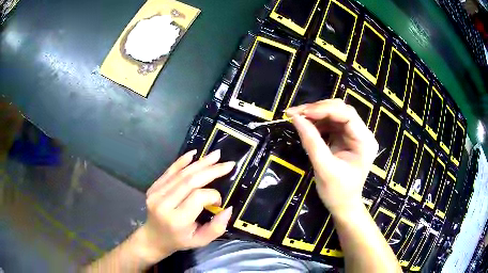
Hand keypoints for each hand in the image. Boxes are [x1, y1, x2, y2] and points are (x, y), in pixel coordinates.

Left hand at [138, 149, 234, 262]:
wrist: (154, 237)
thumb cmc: (179, 240)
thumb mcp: (201, 241)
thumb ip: (216, 228)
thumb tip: (228, 208)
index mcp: (177, 220)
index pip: (198, 197)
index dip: (213, 195)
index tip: (219, 202)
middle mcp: (164, 204)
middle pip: (189, 181)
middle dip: (211, 170)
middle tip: (228, 163)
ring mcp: (156, 193)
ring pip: (181, 174)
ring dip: (200, 163)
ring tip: (216, 155)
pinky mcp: (153, 187)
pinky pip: (169, 171)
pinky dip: (182, 161)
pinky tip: (194, 154)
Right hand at [286, 99, 377, 215]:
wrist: (343, 206)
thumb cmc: (337, 192)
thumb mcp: (324, 168)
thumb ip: (311, 142)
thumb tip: (295, 118)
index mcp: (364, 141)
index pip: (347, 114)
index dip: (323, 109)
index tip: (301, 113)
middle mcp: (362, 134)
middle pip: (341, 110)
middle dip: (318, 109)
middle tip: (295, 114)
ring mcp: (354, 135)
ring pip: (335, 113)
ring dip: (315, 114)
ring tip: (297, 118)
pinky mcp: (345, 138)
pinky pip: (331, 122)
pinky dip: (317, 122)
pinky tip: (306, 125)